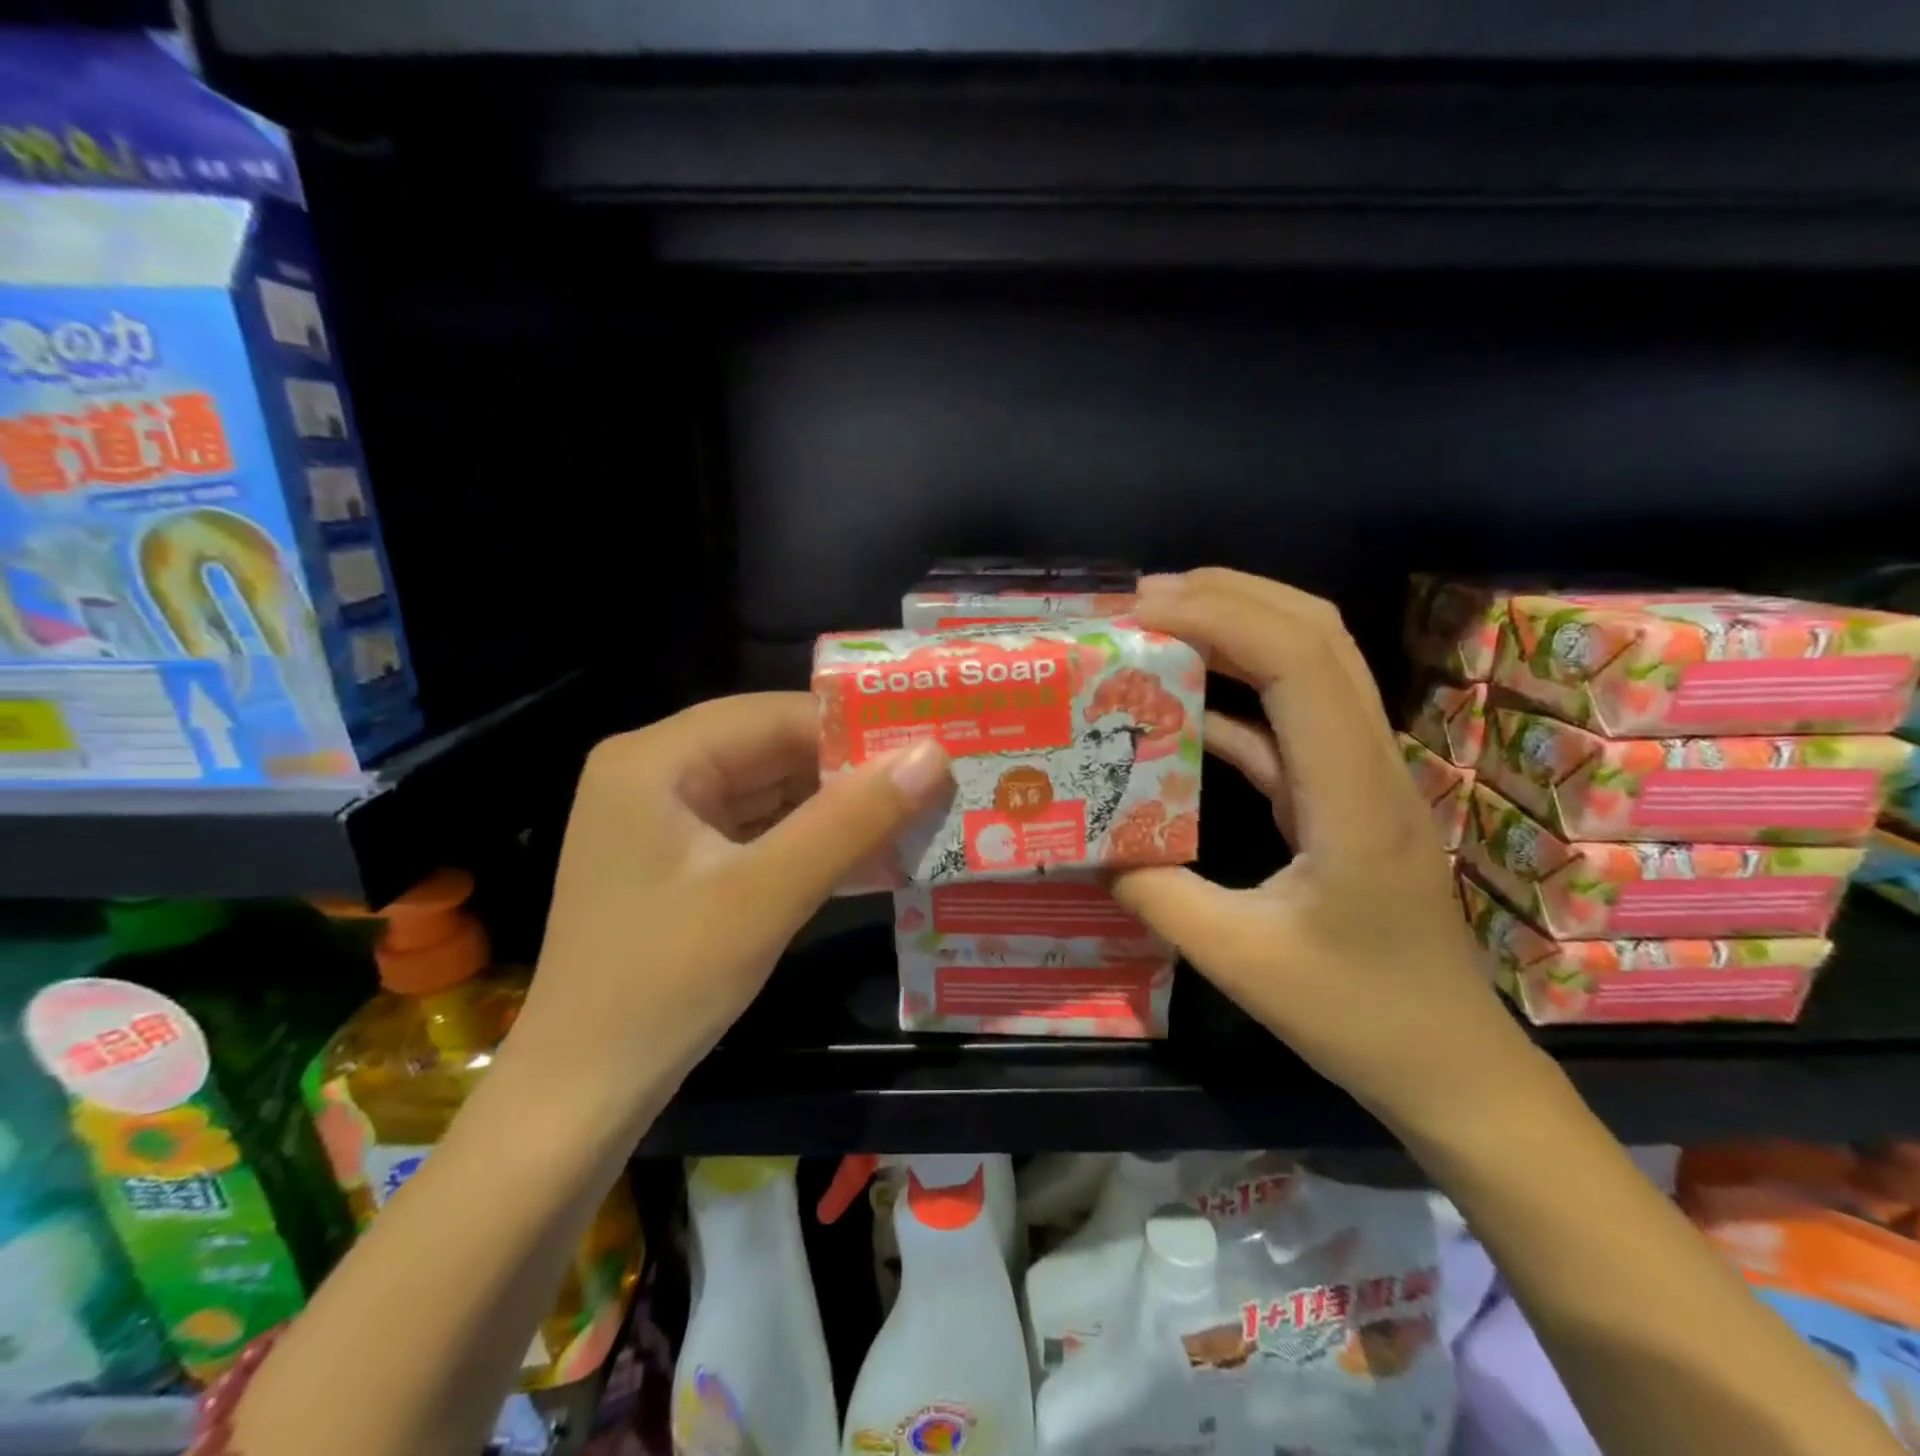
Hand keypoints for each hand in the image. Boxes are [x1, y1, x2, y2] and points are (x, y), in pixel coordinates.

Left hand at [512, 692, 950, 1130]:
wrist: (580, 1097)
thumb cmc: (663, 986)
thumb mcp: (766, 896)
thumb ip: (851, 820)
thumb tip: (934, 755)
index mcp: (655, 759)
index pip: (774, 715)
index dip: (855, 730)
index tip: (929, 750)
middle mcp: (654, 772)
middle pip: (771, 749)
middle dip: (850, 772)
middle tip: (935, 783)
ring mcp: (664, 818)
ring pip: (769, 790)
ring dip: (836, 808)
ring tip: (918, 813)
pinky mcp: (679, 859)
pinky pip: (757, 830)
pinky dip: (809, 840)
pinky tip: (867, 852)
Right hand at [1112, 569, 1537, 1128]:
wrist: (1449, 1060)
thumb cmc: (1357, 1015)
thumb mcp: (1240, 961)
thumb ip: (1158, 896)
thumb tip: (1091, 844)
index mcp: (1352, 795)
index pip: (1301, 662)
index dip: (1221, 617)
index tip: (1141, 610)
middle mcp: (1368, 762)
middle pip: (1317, 634)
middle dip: (1230, 596)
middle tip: (1141, 597)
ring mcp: (1360, 773)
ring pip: (1312, 663)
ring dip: (1237, 628)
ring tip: (1157, 623)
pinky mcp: (1342, 792)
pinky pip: (1290, 719)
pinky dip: (1236, 692)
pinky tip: (1181, 699)